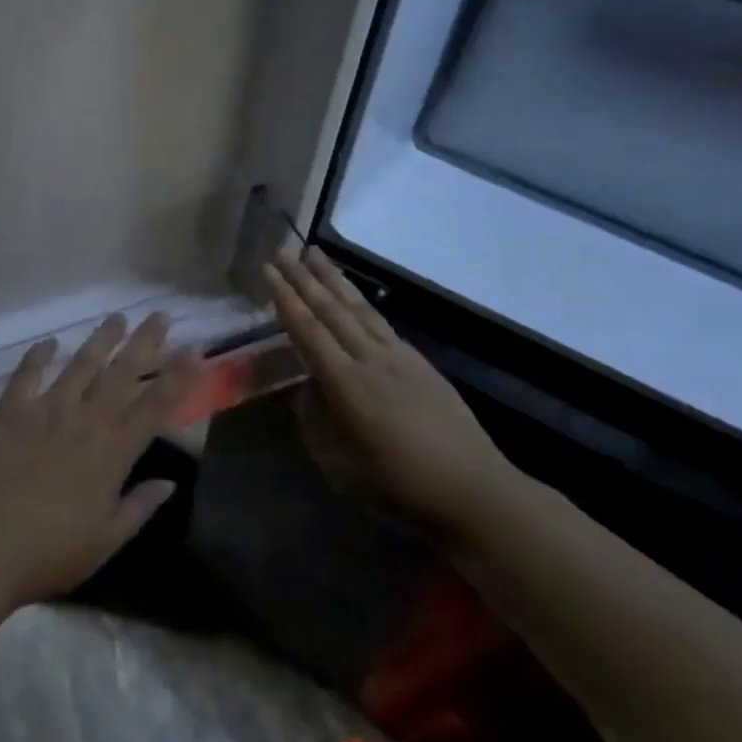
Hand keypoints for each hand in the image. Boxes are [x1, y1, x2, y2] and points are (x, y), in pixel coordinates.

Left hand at [0, 313, 202, 611]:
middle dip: (145, 342)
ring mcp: (45, 411)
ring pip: (80, 365)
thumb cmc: (48, 553)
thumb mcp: (105, 541)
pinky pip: (27, 374)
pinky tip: (49, 342)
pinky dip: (38, 356)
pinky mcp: (10, 411)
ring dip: (101, 340)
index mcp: (112, 453)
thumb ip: (139, 507)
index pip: (156, 405)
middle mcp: (84, 421)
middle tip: (160, 315)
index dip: (180, 375)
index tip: (196, 348)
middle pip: (122, 374)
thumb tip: (170, 483)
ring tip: (116, 317)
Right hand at [265, 250, 511, 532]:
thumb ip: (314, 420)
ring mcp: (400, 357)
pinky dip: (361, 303)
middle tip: (283, 250)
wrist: (473, 490)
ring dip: (334, 280)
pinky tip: (354, 298)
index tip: (268, 270)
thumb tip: (307, 389)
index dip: (285, 299)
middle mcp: (371, 359)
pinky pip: (381, 323)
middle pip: (332, 309)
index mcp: (346, 384)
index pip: (308, 330)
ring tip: (315, 255)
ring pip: (360, 308)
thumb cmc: (398, 486)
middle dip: (304, 278)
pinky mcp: (420, 363)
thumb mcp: (338, 465)